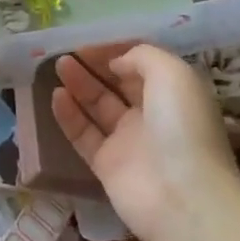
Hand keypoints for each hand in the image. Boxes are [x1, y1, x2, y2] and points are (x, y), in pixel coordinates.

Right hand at [52, 45, 239, 240]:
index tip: (91, 43)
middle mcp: (152, 116)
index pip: (141, 66)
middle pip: (118, 85)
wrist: (183, 197)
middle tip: (68, 52)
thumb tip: (116, 63)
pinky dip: (69, 115)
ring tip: (59, 66)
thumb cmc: (181, 125)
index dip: (117, 52)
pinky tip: (56, 96)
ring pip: (99, 107)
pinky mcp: (107, 166)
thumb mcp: (172, 73)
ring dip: (80, 85)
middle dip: (95, 67)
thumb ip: (142, 56)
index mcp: (173, 94)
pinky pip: (84, 135)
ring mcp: (129, 142)